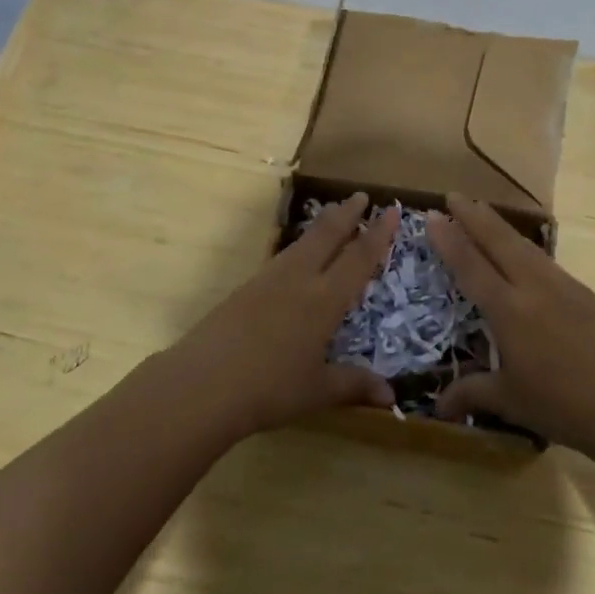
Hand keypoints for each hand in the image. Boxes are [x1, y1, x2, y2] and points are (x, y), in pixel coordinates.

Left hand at [167, 194, 398, 436]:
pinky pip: (282, 257)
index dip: (377, 235)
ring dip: (321, 226)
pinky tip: (295, 257)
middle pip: (327, 235)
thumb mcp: (316, 391)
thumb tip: (391, 398)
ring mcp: (268, 280)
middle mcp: (298, 279)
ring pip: (302, 243)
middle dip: (346, 213)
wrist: (202, 384)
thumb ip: (353, 386)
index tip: (391, 211)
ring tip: (332, 217)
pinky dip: (299, 247)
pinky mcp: (245, 288)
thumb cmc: (268, 389)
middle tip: (361, 195)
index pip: (358, 258)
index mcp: (324, 299)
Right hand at [428, 193, 594, 458]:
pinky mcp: (588, 294)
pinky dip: (528, 250)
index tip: (432, 215)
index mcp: (509, 311)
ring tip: (485, 213)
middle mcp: (534, 289)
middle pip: (499, 242)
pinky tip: (526, 255)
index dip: (449, 240)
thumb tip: (437, 408)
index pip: (471, 266)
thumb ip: (472, 394)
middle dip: (474, 216)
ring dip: (501, 228)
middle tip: (453, 195)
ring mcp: (565, 287)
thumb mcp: (511, 402)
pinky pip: (549, 264)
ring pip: (526, 247)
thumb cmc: (563, 406)